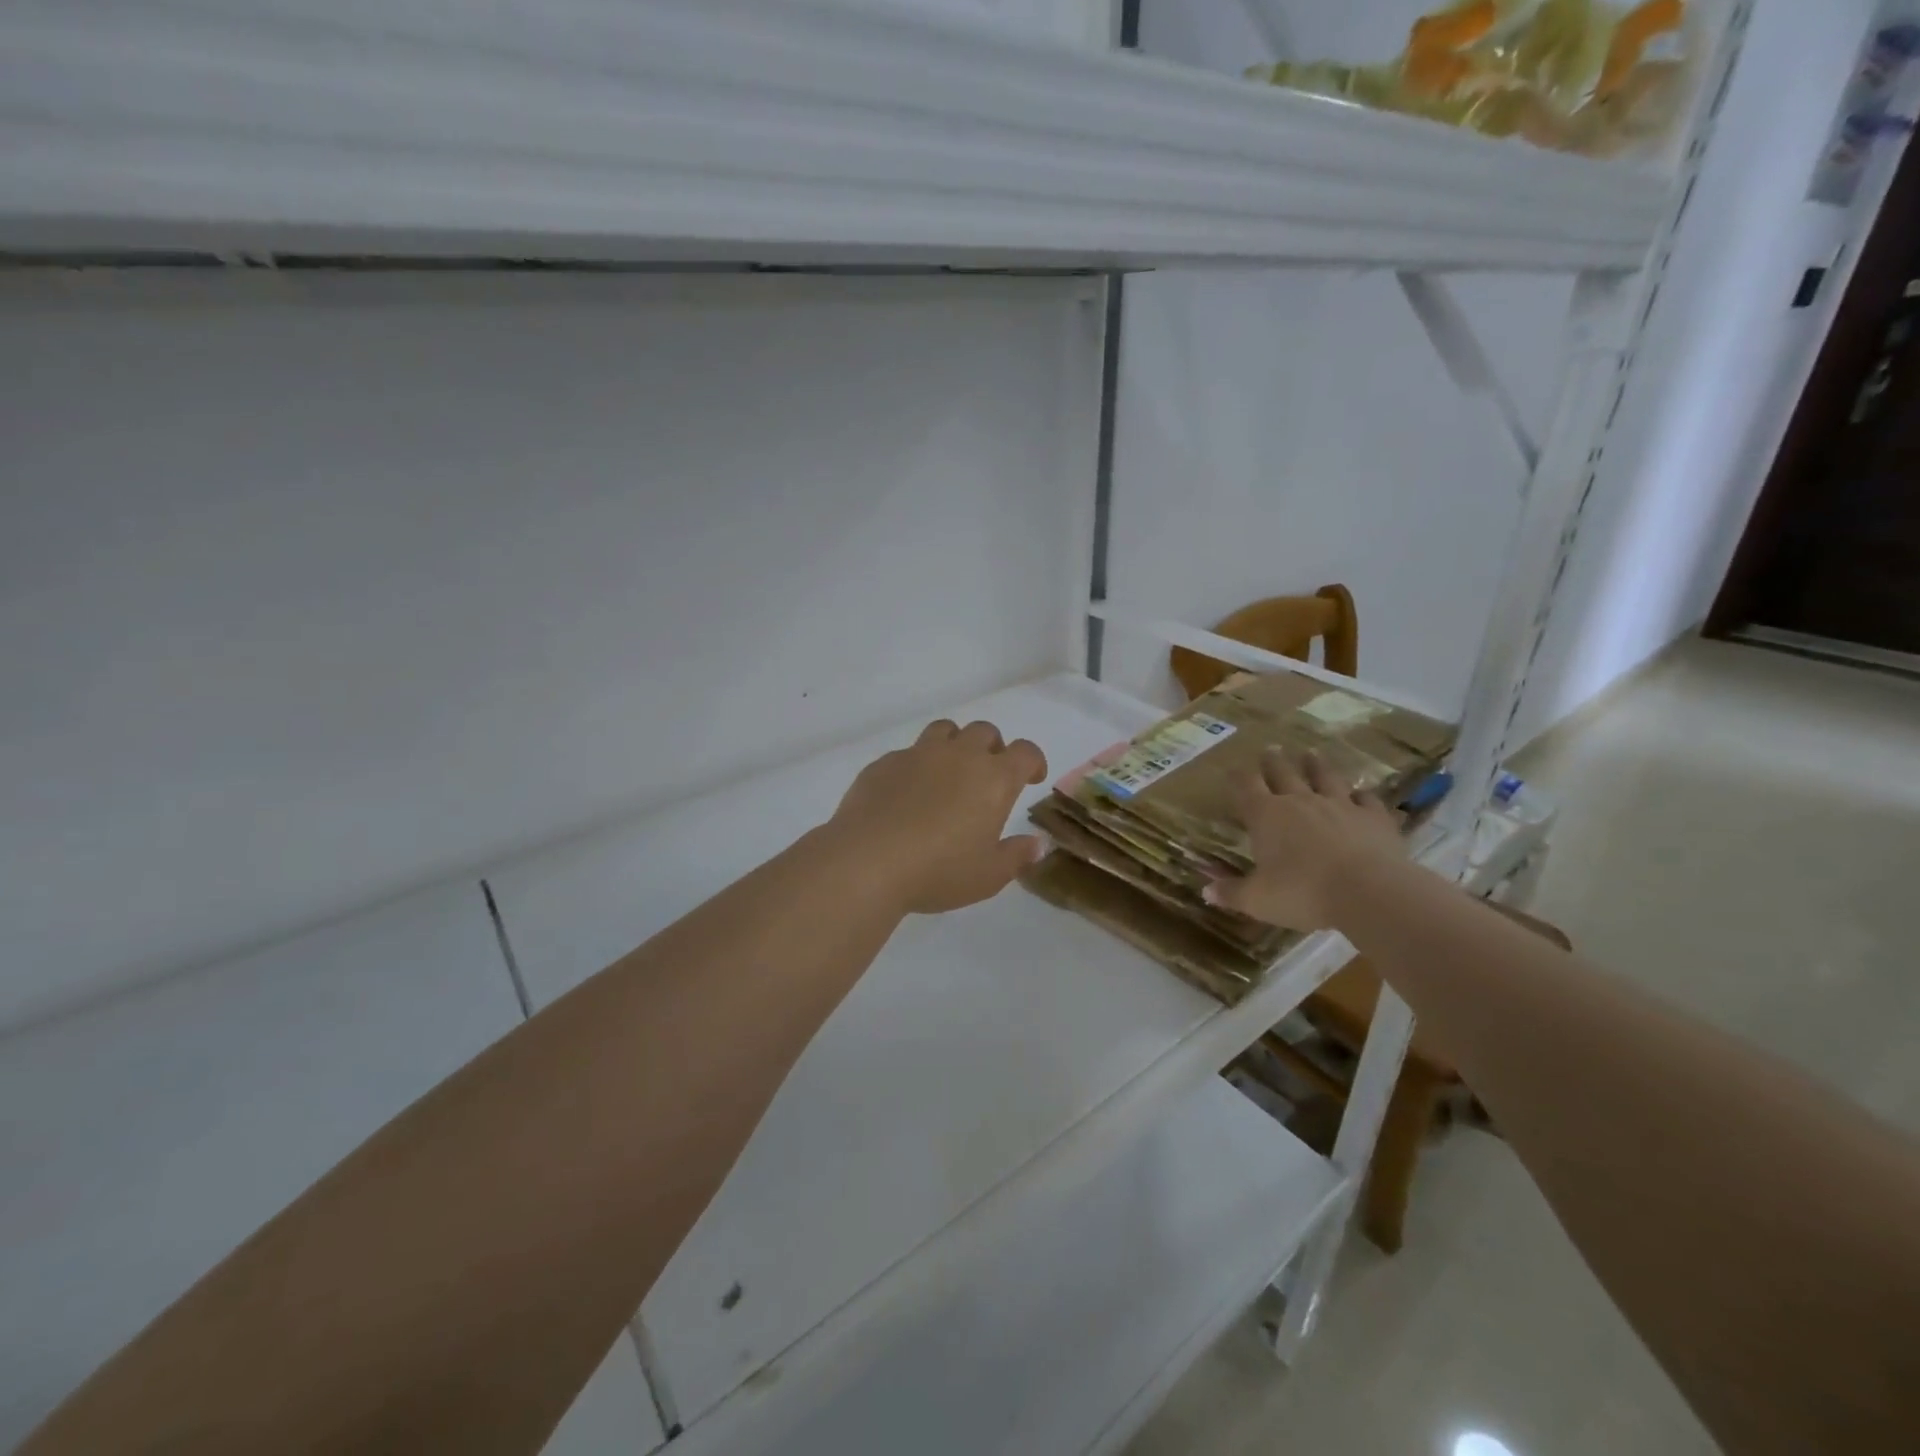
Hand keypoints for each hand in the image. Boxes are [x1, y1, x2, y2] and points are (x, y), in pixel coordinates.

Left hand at [828, 719, 1049, 914]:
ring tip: (948, 773)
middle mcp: (959, 756)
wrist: (867, 861)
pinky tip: (907, 794)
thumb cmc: (939, 870)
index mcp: (993, 779)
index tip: (1031, 778)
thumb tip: (1036, 844)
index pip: (1025, 752)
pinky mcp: (884, 763)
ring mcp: (918, 754)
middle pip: (984, 732)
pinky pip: (907, 752)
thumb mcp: (988, 875)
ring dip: (954, 744)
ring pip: (944, 730)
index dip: (1032, 761)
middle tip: (987, 776)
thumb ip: (1016, 856)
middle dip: (992, 748)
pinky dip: (916, 766)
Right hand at [1203, 749, 1403, 930]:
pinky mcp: (1374, 818)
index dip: (1239, 776)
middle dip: (1274, 762)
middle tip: (1271, 749)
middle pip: (1284, 773)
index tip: (1233, 769)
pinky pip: (1367, 800)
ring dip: (1317, 765)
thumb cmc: (1303, 893)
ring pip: (1325, 777)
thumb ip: (1232, 892)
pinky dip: (1362, 795)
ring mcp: (1340, 806)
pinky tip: (1361, 794)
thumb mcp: (1258, 900)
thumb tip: (1206, 891)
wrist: (1368, 892)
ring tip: (1312, 753)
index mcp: (1266, 815)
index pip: (1247, 786)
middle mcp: (1301, 802)